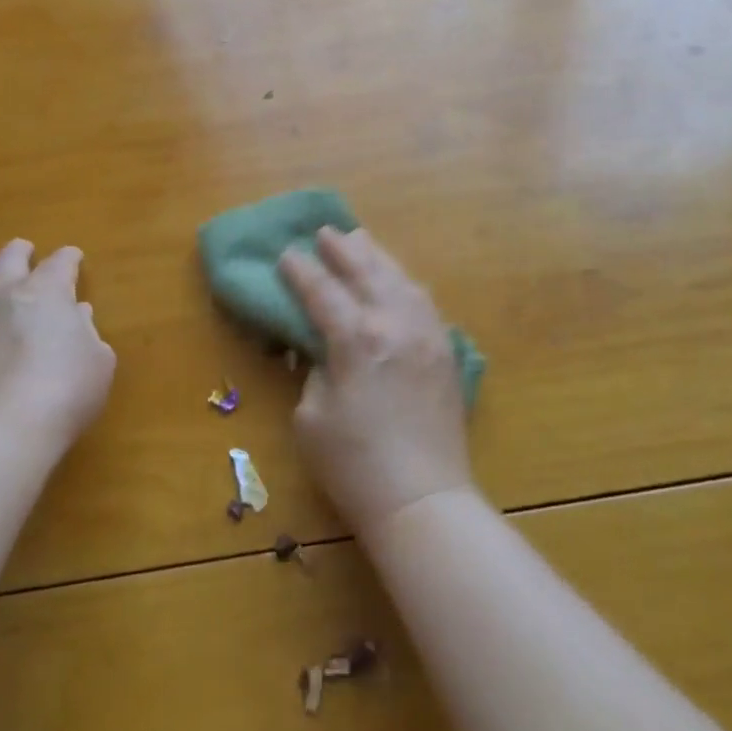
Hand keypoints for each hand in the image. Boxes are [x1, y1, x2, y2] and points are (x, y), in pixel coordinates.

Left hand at [0, 240, 114, 450]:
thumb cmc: (63, 393)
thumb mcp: (97, 363)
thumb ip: (87, 334)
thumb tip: (75, 316)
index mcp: (46, 291)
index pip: (60, 261)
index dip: (69, 258)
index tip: (74, 258)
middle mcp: (3, 296)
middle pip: (8, 258)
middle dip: (20, 252)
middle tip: (26, 252)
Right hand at [278, 226, 473, 533]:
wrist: (422, 498)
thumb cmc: (354, 465)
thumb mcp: (311, 417)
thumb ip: (314, 370)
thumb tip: (320, 346)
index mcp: (357, 338)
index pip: (323, 291)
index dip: (301, 271)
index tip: (286, 254)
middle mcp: (395, 323)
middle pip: (366, 271)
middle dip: (342, 249)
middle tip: (324, 232)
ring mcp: (426, 333)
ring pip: (399, 278)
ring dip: (376, 256)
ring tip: (360, 240)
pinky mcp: (445, 349)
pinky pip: (423, 300)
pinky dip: (404, 281)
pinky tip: (396, 279)